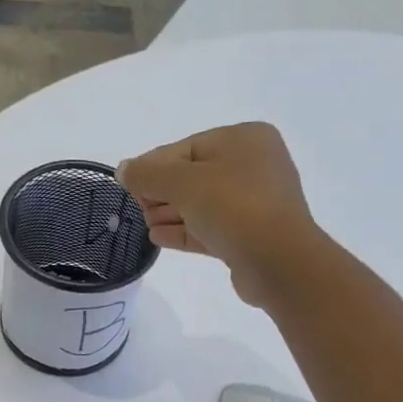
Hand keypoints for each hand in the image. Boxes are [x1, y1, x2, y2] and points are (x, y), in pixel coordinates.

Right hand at [119, 121, 319, 305]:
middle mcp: (254, 166)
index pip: (186, 148)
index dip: (153, 166)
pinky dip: (184, 231)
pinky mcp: (250, 236)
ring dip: (171, 213)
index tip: (128, 185)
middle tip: (138, 207)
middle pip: (193, 176)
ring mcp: (255, 203)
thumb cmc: (234, 208)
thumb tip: (123, 169)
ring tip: (145, 224)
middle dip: (162, 192)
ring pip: (202, 204)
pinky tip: (158, 237)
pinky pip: (210, 228)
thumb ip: (148, 174)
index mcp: (245, 139)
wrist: (279, 262)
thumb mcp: (183, 183)